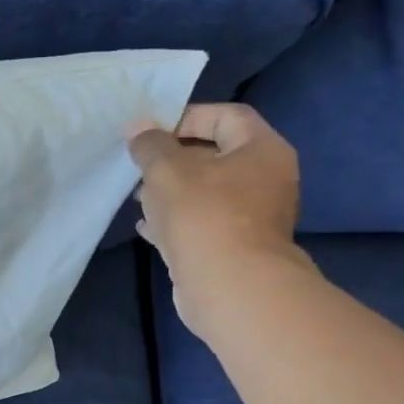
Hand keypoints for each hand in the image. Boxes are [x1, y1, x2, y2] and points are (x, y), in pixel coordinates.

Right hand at [128, 103, 313, 337]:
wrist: (229, 286)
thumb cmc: (203, 216)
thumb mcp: (168, 171)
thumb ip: (150, 145)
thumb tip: (137, 125)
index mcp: (262, 150)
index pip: (226, 116)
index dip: (186, 118)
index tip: (150, 133)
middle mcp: (266, 179)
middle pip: (215, 155)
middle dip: (173, 159)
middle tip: (139, 166)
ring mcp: (252, 216)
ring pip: (206, 192)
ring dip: (171, 192)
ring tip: (137, 197)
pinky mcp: (233, 247)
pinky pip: (202, 223)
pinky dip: (175, 221)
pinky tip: (146, 226)